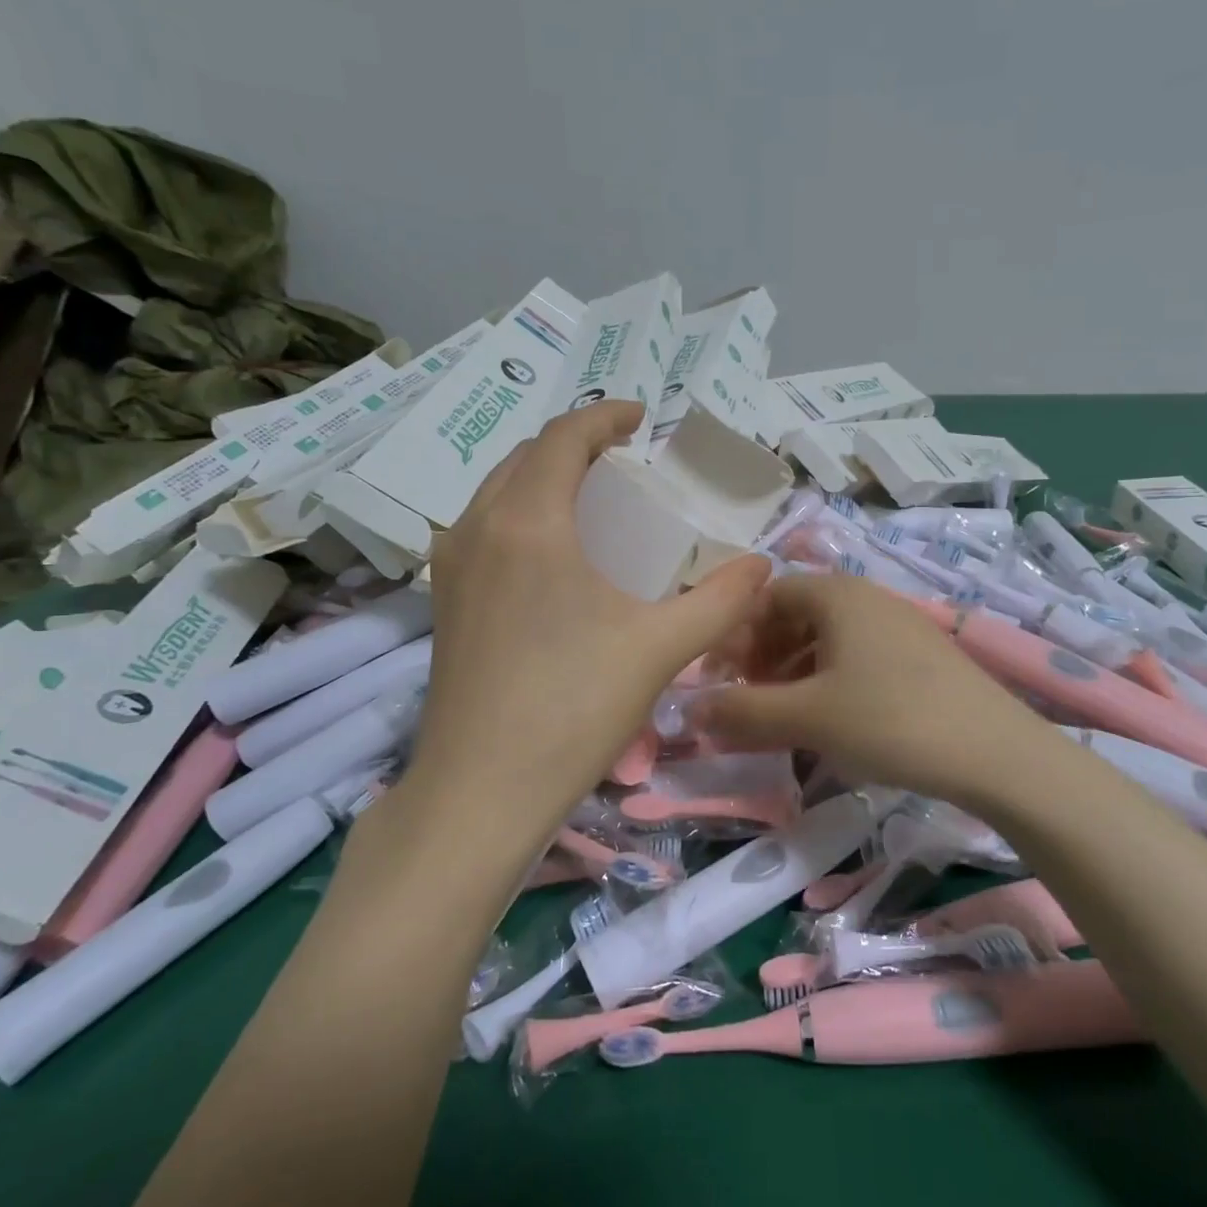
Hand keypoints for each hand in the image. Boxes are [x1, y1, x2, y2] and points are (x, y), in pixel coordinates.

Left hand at [404, 401, 769, 837]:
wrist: (481, 790)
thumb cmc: (573, 709)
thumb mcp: (660, 647)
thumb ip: (720, 600)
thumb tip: (763, 566)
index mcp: (528, 522)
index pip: (563, 438)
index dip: (604, 416)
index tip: (641, 418)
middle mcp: (478, 528)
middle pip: (526, 456)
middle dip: (575, 445)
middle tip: (623, 460)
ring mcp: (452, 565)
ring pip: (498, 490)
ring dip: (543, 477)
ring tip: (591, 498)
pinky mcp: (444, 600)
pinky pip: (482, 527)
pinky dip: (520, 512)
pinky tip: (552, 552)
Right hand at [695, 572, 1042, 806]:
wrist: (999, 755)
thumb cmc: (891, 720)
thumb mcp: (807, 717)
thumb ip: (743, 712)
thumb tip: (692, 709)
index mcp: (837, 595)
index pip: (767, 596)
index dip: (736, 634)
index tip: (720, 677)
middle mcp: (868, 598)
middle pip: (796, 615)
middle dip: (763, 655)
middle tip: (748, 699)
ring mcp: (900, 625)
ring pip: (827, 639)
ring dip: (794, 671)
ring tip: (784, 715)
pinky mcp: (921, 657)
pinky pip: (858, 657)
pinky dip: (829, 681)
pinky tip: (831, 720)